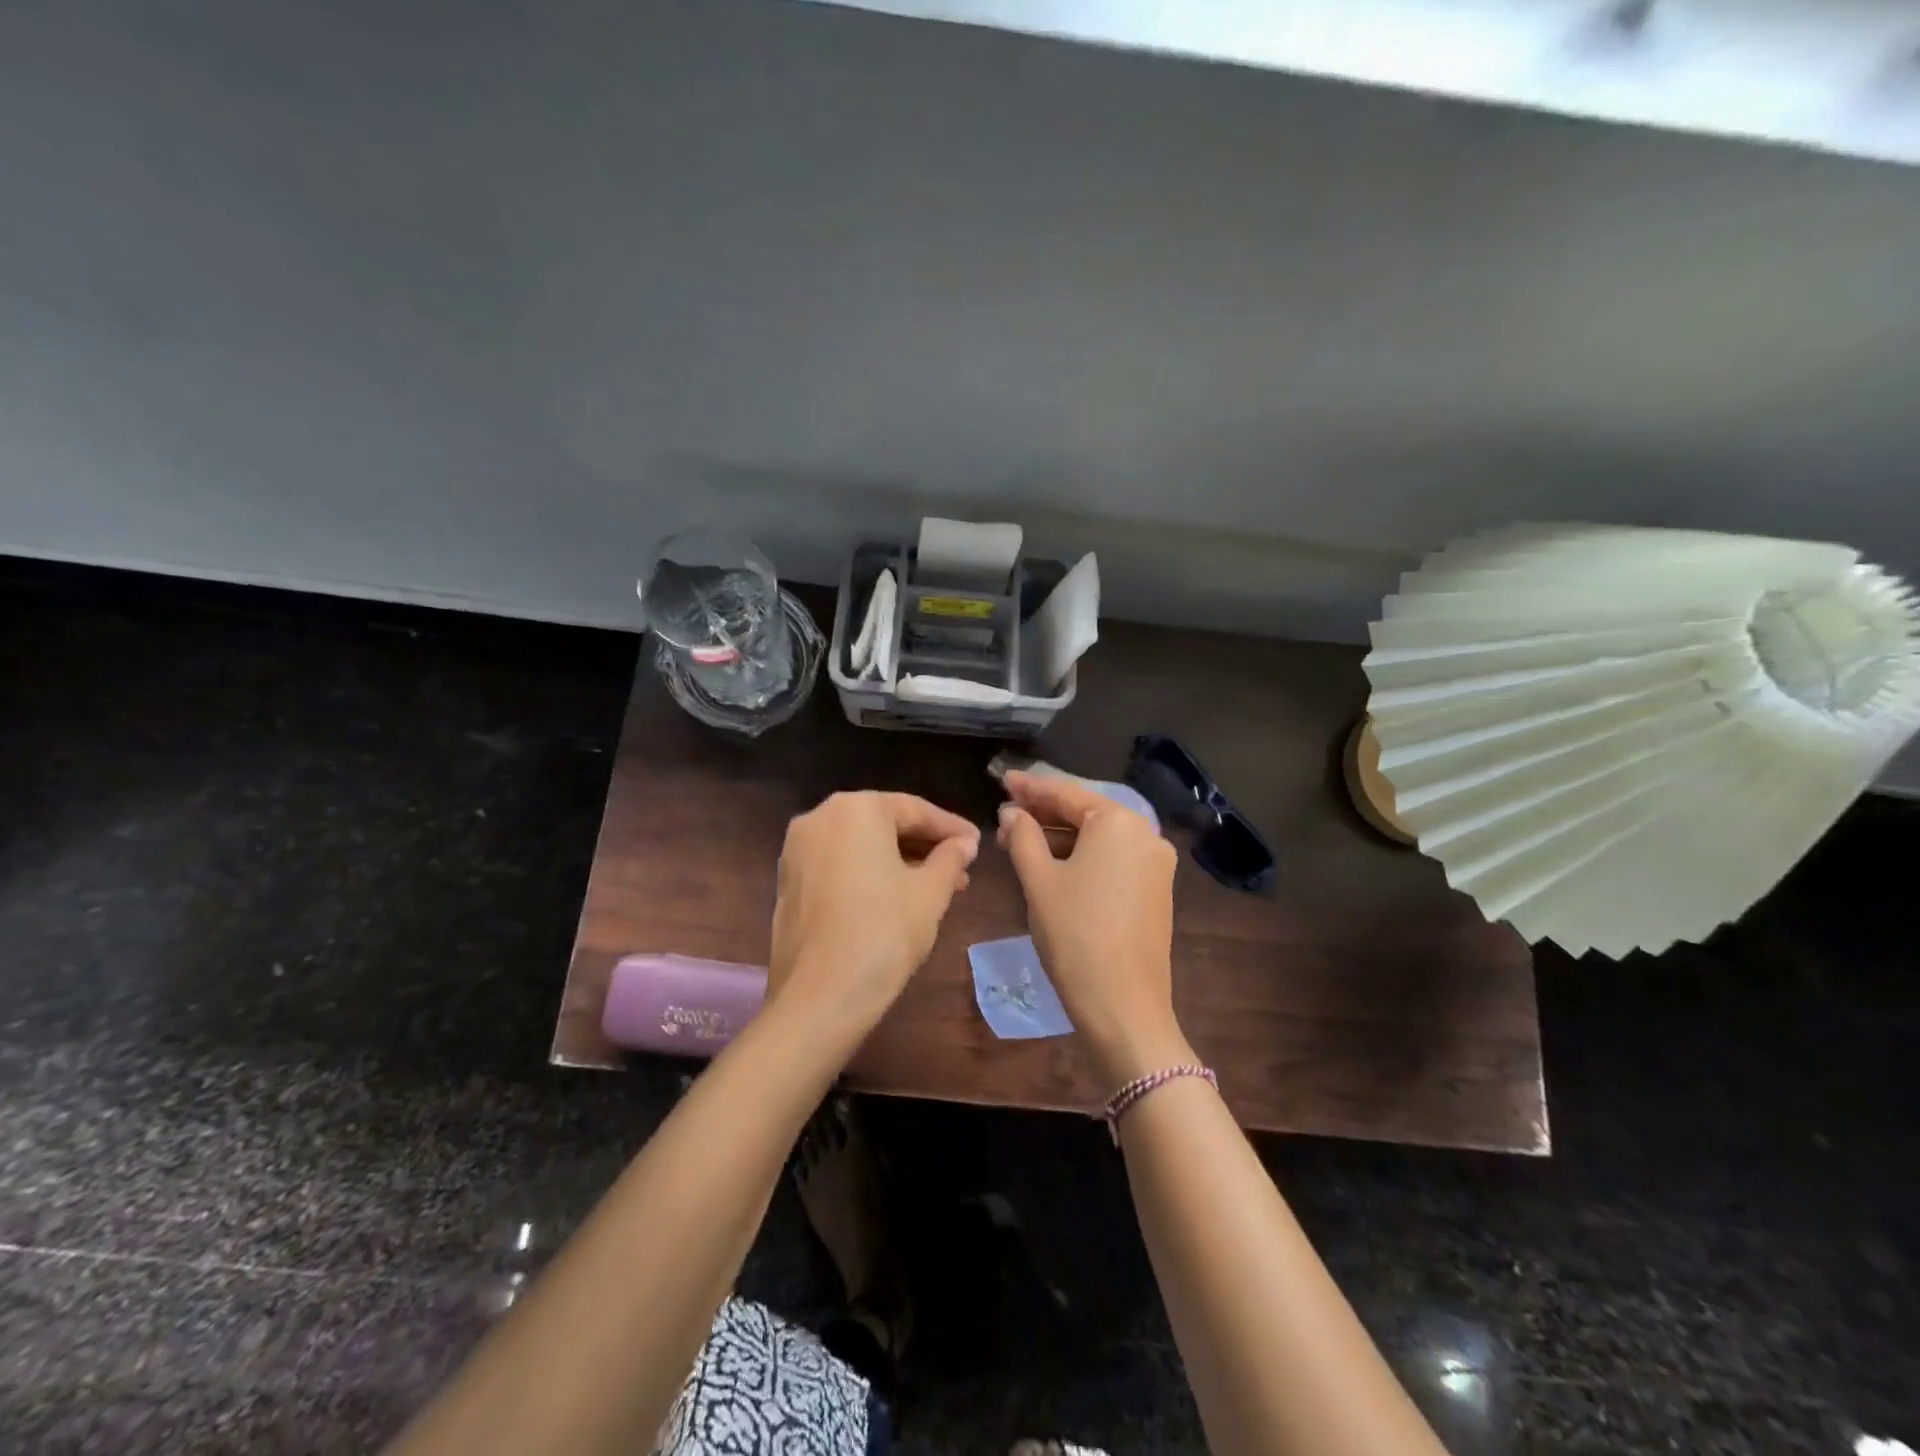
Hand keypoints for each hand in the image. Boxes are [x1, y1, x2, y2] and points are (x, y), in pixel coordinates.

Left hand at [769, 791, 980, 1027]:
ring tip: (938, 888)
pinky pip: (839, 865)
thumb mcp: (930, 893)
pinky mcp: (788, 881)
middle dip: (925, 846)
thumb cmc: (883, 932)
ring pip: (860, 846)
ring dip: (899, 861)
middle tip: (962, 868)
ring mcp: (797, 850)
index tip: (977, 844)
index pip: (914, 809)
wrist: (818, 997)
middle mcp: (819, 817)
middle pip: (884, 824)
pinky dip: (869, 874)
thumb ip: (950, 859)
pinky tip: (897, 898)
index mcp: (856, 808)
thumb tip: (964, 844)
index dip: (951, 828)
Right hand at [997, 770, 1190, 1084]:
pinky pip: (1114, 859)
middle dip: (1045, 812)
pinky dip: (1083, 856)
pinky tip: (1054, 861)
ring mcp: (1156, 863)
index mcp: (1119, 822)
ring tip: (1021, 838)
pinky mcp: (1157, 890)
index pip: (1066, 794)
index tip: (1002, 779)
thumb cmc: (1075, 934)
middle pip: (1087, 813)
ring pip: (1100, 838)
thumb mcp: (1039, 881)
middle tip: (1007, 811)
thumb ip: (1023, 836)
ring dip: (1061, 836)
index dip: (1030, 787)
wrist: (1124, 1005)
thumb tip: (1012, 812)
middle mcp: (1145, 833)